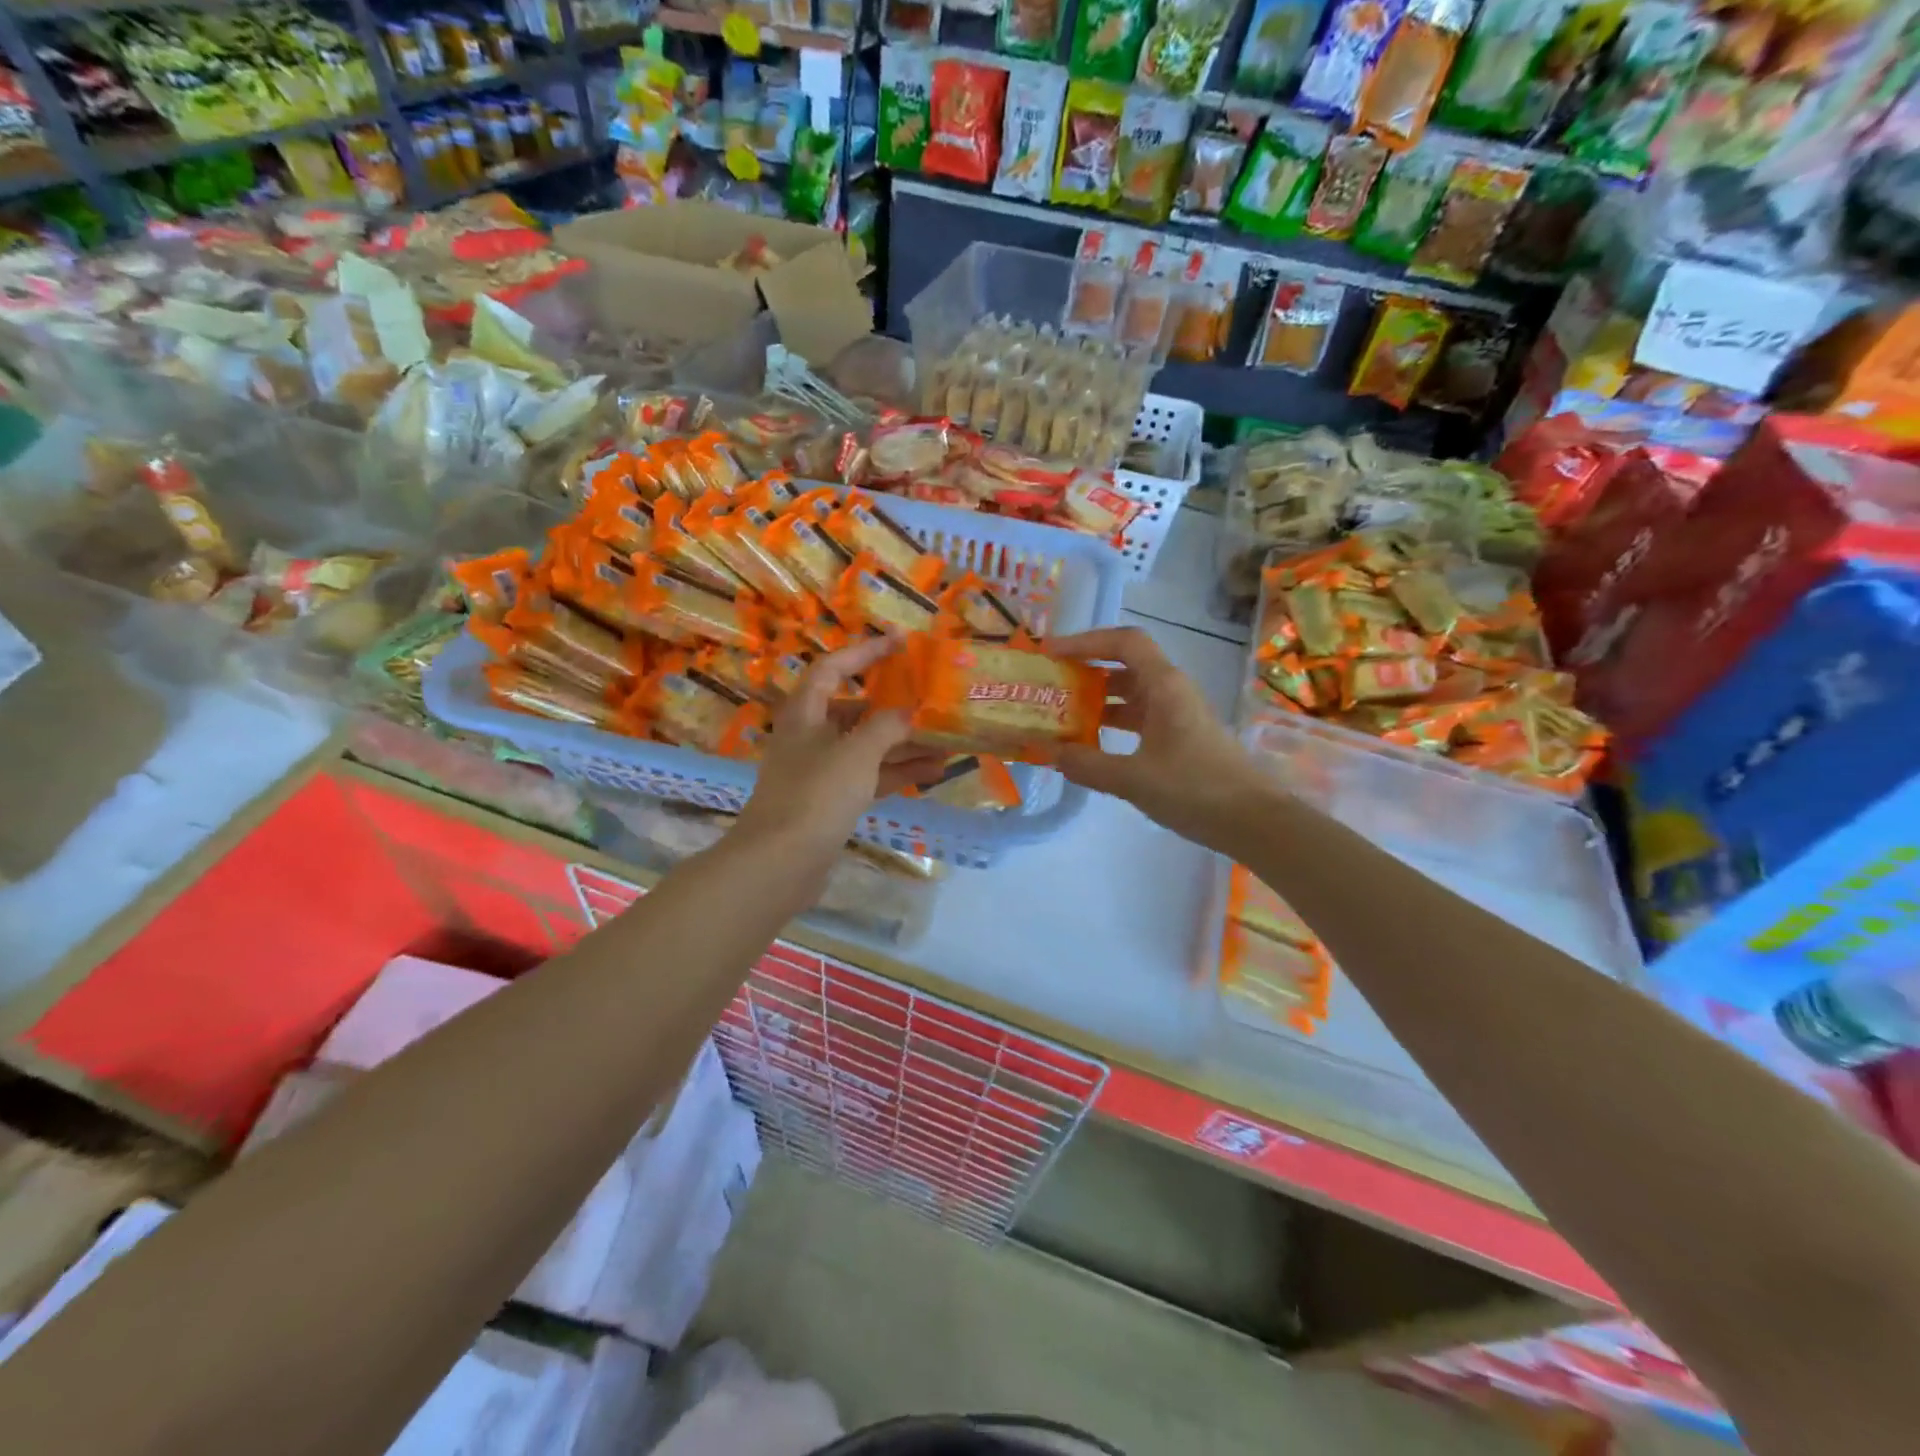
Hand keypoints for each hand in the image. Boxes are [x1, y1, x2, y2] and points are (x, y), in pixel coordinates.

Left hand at [735, 637, 945, 860]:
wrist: (780, 863)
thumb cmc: (815, 794)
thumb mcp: (857, 753)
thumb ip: (888, 726)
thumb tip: (913, 712)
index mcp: (805, 712)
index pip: (833, 667)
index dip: (865, 652)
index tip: (901, 644)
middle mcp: (811, 736)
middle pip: (856, 709)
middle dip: (895, 707)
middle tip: (932, 700)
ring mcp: (821, 770)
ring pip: (868, 746)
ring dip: (904, 743)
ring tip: (947, 741)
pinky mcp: (832, 800)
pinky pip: (870, 776)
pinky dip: (898, 771)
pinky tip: (934, 772)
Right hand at [1046, 626, 1269, 850]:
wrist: (1253, 821)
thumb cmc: (1195, 789)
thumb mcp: (1133, 779)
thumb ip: (1086, 764)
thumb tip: (1048, 752)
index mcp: (1164, 685)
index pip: (1124, 642)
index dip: (1086, 641)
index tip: (1052, 654)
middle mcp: (1171, 691)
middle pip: (1124, 666)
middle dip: (1085, 672)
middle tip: (1049, 687)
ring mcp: (1177, 714)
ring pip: (1130, 694)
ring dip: (1097, 700)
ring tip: (1061, 716)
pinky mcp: (1180, 738)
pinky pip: (1139, 718)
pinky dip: (1113, 724)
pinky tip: (1091, 745)